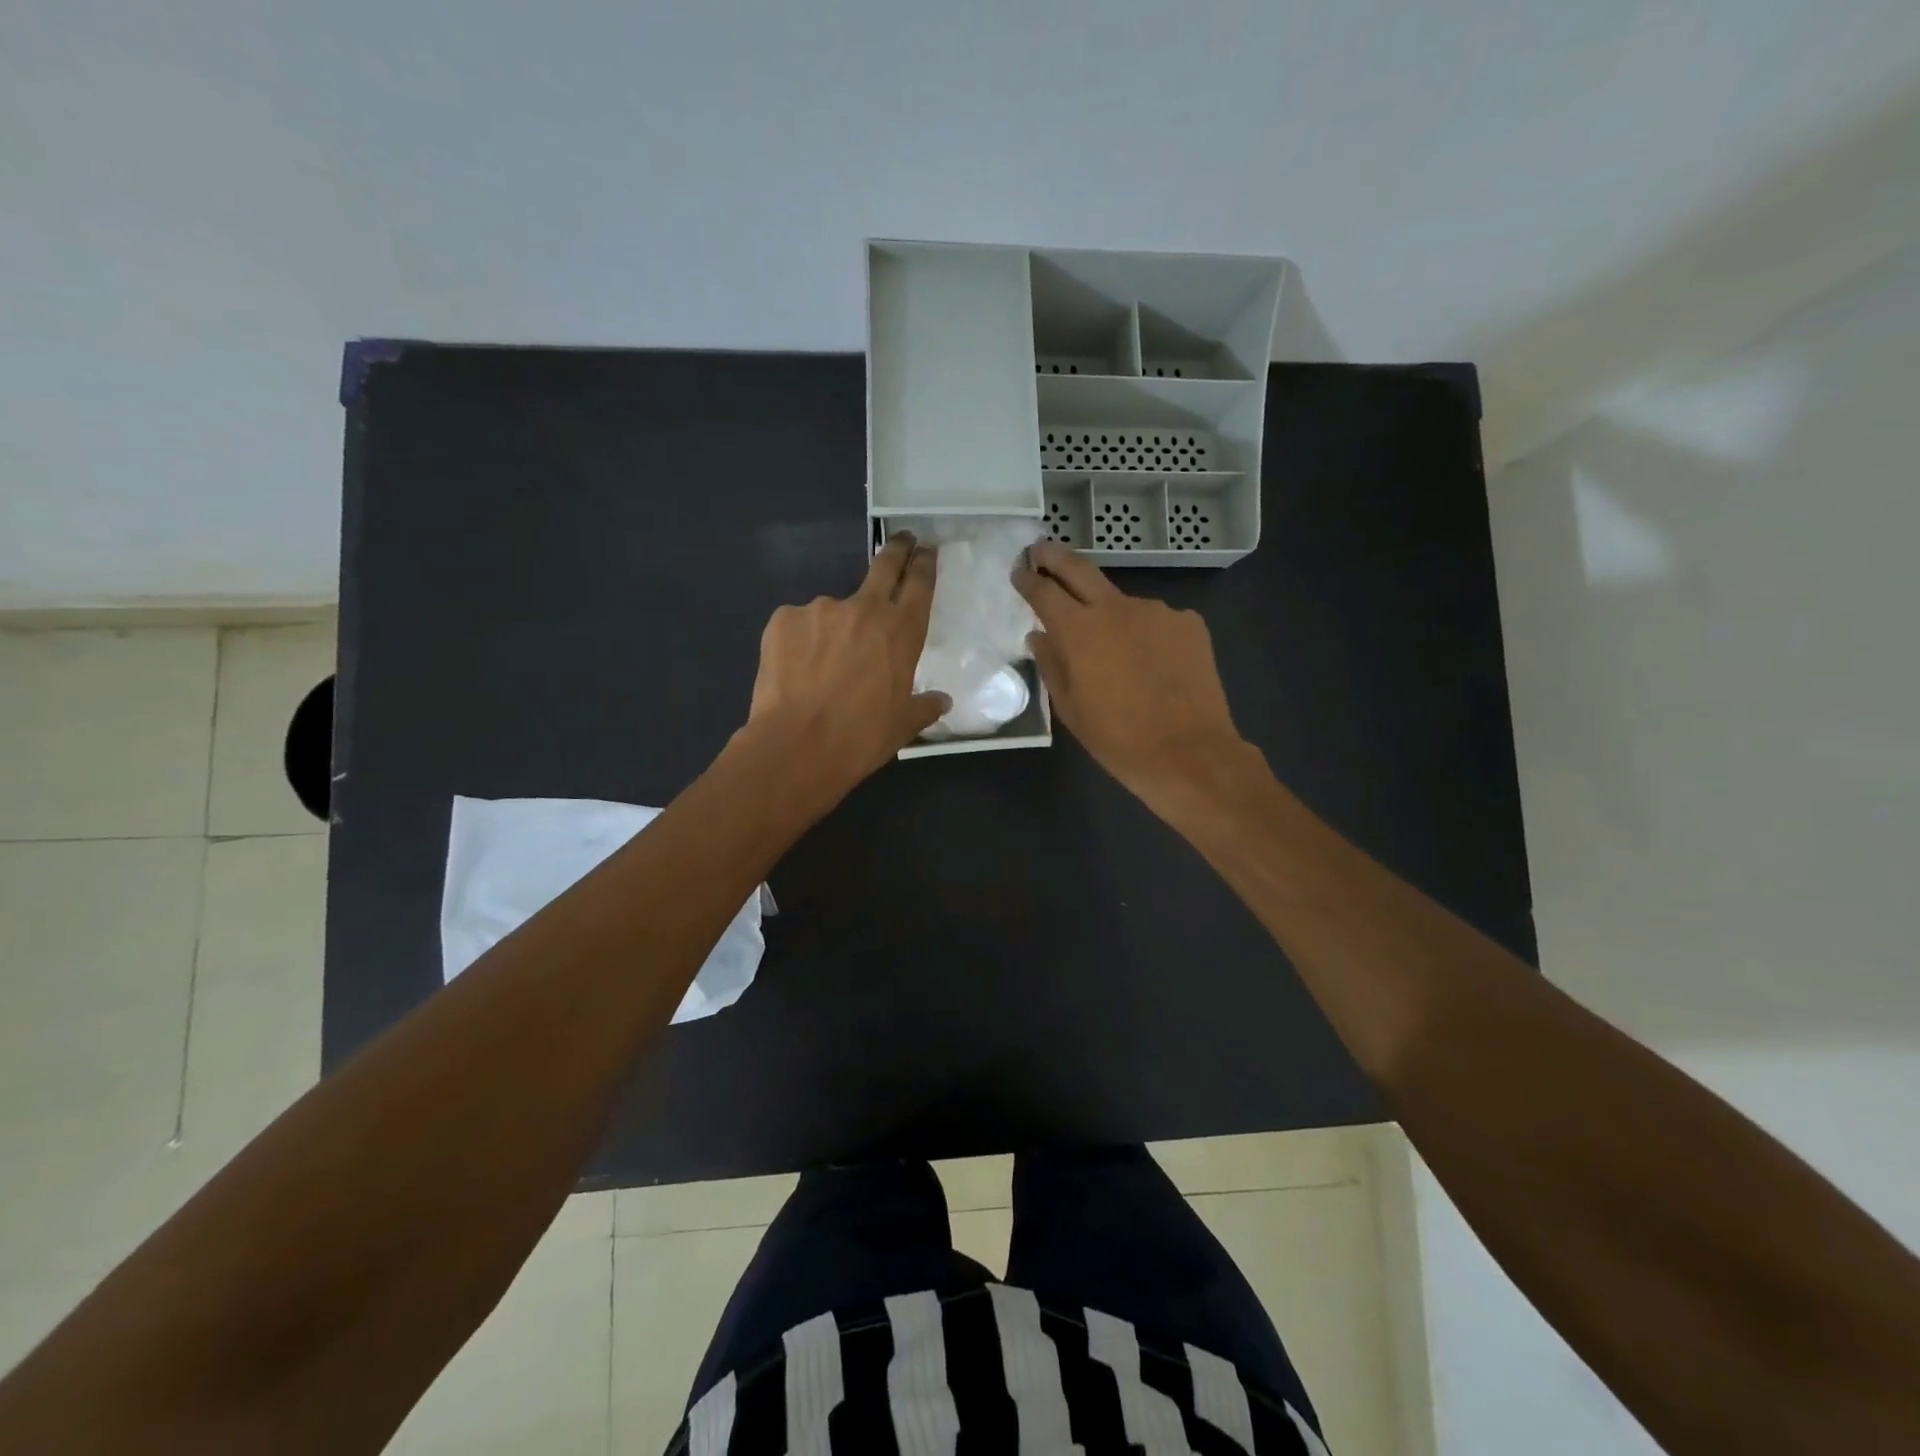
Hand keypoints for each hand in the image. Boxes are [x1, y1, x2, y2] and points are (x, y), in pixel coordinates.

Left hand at [741, 532, 949, 801]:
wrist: (797, 746)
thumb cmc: (861, 737)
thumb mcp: (903, 724)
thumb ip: (925, 706)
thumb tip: (941, 700)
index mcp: (901, 631)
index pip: (919, 584)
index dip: (924, 564)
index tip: (926, 550)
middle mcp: (864, 609)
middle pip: (884, 566)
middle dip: (896, 550)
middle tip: (902, 541)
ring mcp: (820, 609)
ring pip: (833, 611)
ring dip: (834, 628)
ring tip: (823, 666)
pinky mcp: (784, 619)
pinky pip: (799, 626)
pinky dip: (801, 642)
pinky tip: (797, 671)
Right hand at [1013, 539, 1248, 803]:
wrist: (1189, 754)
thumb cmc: (1118, 738)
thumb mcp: (1071, 708)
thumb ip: (1051, 664)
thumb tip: (1040, 636)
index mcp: (1080, 630)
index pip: (1044, 592)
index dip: (1028, 580)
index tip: (1019, 571)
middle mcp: (1117, 608)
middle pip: (1080, 570)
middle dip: (1055, 557)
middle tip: (1041, 550)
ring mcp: (1157, 611)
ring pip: (1122, 603)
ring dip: (1109, 614)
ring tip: (1112, 649)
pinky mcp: (1188, 623)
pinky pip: (1155, 621)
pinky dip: (1144, 633)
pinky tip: (1150, 663)